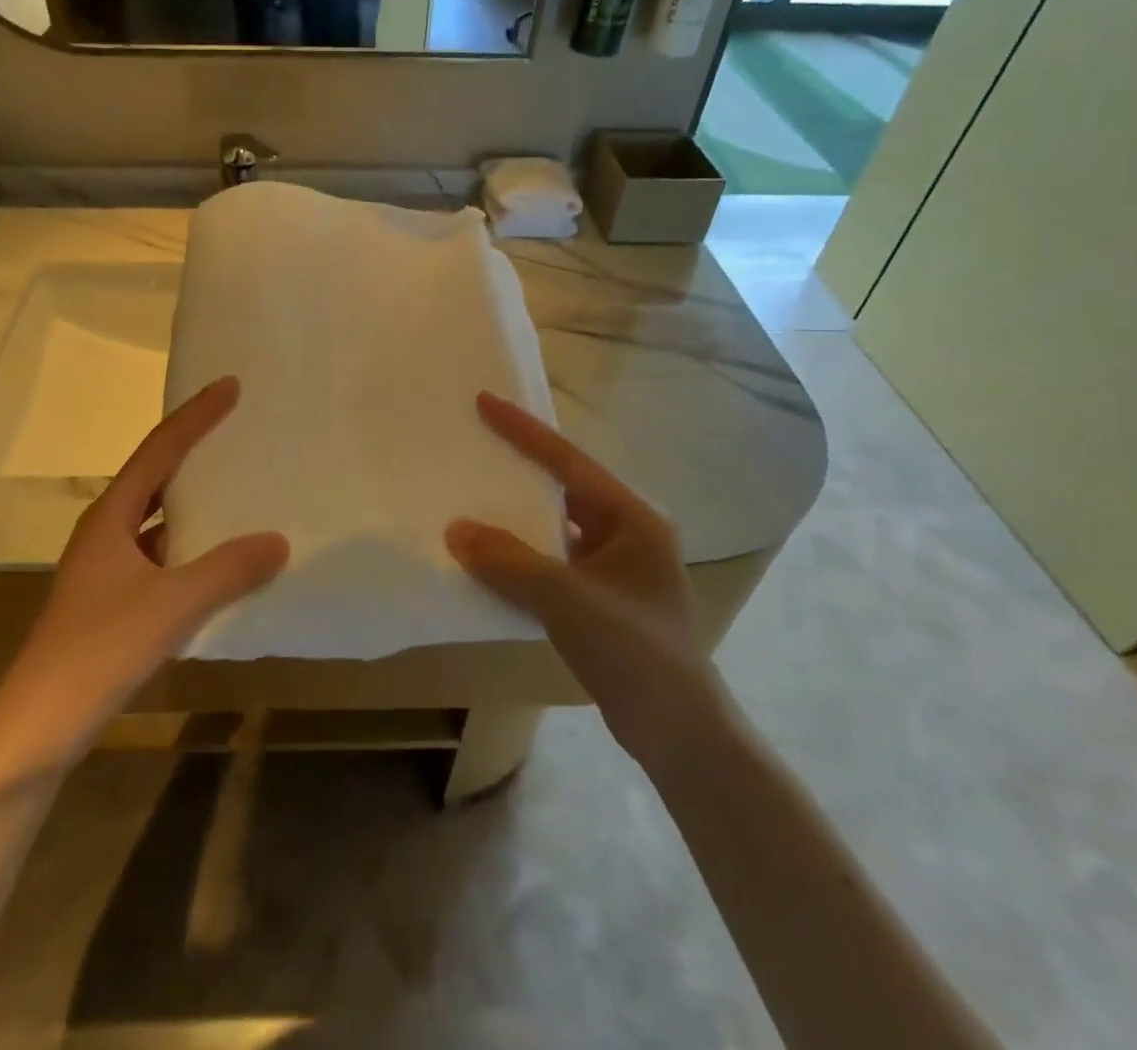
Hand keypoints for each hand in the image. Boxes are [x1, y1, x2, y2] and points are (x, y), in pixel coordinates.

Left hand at [0, 377, 287, 761]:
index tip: (231, 386)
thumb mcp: (171, 605)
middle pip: (155, 475)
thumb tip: (279, 540)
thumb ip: (228, 571)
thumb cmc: (98, 650)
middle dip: (193, 448)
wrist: (37, 727)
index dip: (196, 416)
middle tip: (235, 428)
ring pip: (156, 518)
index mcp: (111, 517)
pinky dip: (189, 546)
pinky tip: (217, 559)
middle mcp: (105, 532)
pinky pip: (159, 554)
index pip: (159, 450)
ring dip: (192, 500)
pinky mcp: (111, 600)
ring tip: (234, 484)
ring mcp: (105, 568)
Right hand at [446, 393, 730, 777]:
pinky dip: (521, 552)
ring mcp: (615, 567)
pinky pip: (552, 559)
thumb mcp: (568, 600)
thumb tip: (457, 530)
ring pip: (556, 525)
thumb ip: (510, 561)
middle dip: (519, 467)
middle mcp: (627, 532)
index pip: (569, 462)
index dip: (525, 431)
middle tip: (475, 442)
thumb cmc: (635, 653)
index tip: (486, 401)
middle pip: (563, 487)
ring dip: (518, 514)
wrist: (679, 735)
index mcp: (633, 518)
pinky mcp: (601, 597)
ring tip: (473, 492)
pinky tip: (489, 554)